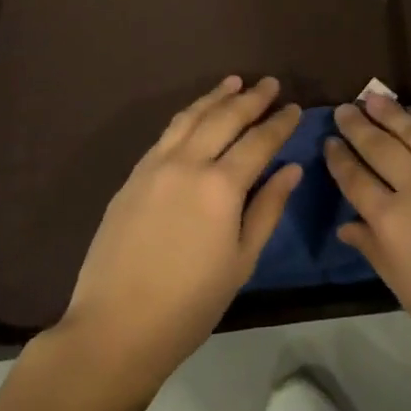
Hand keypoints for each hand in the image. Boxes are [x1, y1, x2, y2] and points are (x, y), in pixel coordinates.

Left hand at [56, 77, 301, 395]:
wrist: (115, 328)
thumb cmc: (189, 304)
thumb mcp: (241, 261)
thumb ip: (268, 208)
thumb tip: (291, 169)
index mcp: (221, 186)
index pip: (259, 141)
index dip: (280, 123)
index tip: (295, 108)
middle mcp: (189, 163)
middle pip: (225, 118)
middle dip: (251, 98)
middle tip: (270, 83)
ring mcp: (156, 165)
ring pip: (191, 116)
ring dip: (216, 97)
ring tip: (234, 82)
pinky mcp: (133, 175)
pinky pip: (167, 133)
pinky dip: (188, 115)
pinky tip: (196, 114)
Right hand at [325, 94, 410, 382]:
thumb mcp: (406, 290)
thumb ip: (374, 250)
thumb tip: (347, 224)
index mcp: (392, 223)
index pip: (355, 180)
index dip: (339, 159)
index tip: (330, 142)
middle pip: (379, 147)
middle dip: (357, 126)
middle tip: (345, 110)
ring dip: (390, 113)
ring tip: (374, 99)